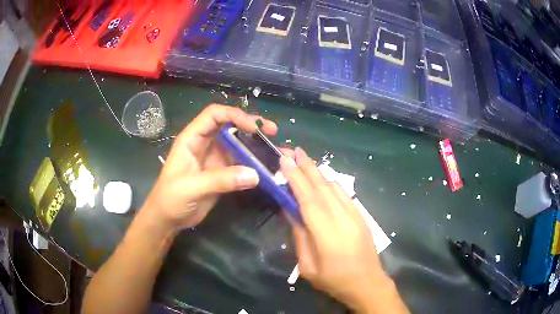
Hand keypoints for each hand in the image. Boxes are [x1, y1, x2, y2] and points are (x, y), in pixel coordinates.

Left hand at [142, 104, 277, 229]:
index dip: (234, 116)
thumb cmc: (170, 199)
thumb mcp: (191, 188)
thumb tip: (255, 175)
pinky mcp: (221, 172)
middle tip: (272, 131)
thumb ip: (221, 180)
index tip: (254, 127)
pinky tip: (267, 166)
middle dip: (250, 125)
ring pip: (237, 143)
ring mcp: (214, 158)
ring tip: (274, 147)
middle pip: (229, 125)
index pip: (214, 115)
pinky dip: (254, 162)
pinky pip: (240, 162)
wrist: (168, 219)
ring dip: (255, 143)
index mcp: (192, 138)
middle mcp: (205, 143)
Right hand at [281, 147, 407, 312]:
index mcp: (327, 234)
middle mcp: (343, 219)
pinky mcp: (362, 216)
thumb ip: (300, 236)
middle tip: (294, 150)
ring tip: (305, 160)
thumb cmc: (334, 280)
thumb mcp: (308, 266)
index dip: (296, 179)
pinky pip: (344, 194)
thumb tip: (291, 211)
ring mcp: (355, 215)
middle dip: (307, 167)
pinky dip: (331, 183)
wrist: (368, 283)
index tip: (285, 161)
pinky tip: (323, 179)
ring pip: (335, 187)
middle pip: (322, 187)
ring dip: (319, 172)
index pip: (308, 199)